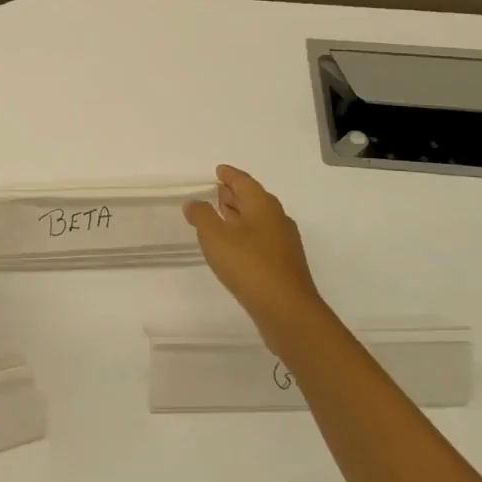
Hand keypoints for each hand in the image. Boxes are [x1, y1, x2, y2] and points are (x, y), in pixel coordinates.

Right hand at [184, 165, 330, 354]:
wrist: (287, 310)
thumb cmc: (249, 265)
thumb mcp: (215, 236)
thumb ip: (201, 215)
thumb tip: (194, 202)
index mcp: (262, 205)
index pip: (244, 181)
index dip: (229, 175)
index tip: (218, 171)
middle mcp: (276, 218)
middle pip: (253, 198)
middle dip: (234, 194)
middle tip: (216, 191)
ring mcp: (283, 243)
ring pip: (258, 220)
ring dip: (239, 215)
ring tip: (220, 216)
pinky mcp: (283, 264)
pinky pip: (261, 239)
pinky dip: (245, 235)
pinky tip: (234, 247)